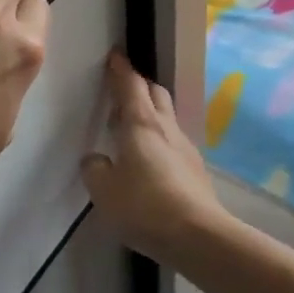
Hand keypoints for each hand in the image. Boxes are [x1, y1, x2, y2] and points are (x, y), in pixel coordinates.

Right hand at [81, 50, 227, 261]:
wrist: (199, 237)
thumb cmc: (145, 206)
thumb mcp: (103, 190)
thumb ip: (94, 169)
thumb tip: (97, 160)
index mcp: (140, 124)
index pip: (130, 85)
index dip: (120, 69)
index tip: (114, 55)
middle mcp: (165, 128)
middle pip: (155, 93)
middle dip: (138, 86)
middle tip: (120, 92)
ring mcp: (184, 148)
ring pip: (166, 117)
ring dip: (149, 113)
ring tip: (129, 128)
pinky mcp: (195, 170)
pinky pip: (173, 142)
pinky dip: (158, 139)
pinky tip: (148, 160)